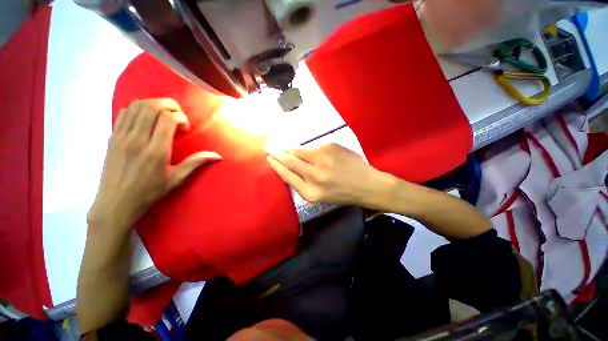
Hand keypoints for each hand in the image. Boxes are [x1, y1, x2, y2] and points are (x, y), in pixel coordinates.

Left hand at [88, 99, 220, 228]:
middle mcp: (137, 139)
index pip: (167, 119)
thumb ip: (196, 163)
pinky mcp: (112, 136)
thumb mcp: (177, 179)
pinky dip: (138, 109)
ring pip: (137, 106)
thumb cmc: (149, 192)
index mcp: (156, 151)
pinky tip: (146, 119)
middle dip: (169, 105)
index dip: (180, 117)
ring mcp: (122, 136)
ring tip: (163, 115)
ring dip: (154, 104)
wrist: (116, 202)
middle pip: (152, 106)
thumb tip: (218, 155)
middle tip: (177, 116)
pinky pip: (124, 112)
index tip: (184, 128)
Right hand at [267, 144, 394, 207]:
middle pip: (290, 161)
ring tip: (285, 147)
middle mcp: (314, 175)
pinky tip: (311, 152)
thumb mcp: (320, 196)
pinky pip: (313, 147)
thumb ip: (303, 183)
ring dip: (291, 149)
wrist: (366, 184)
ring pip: (300, 151)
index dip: (276, 165)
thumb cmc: (342, 194)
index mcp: (310, 192)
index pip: (287, 175)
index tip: (269, 158)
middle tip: (269, 147)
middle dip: (278, 153)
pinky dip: (309, 149)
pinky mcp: (330, 147)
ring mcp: (322, 159)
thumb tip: (290, 167)